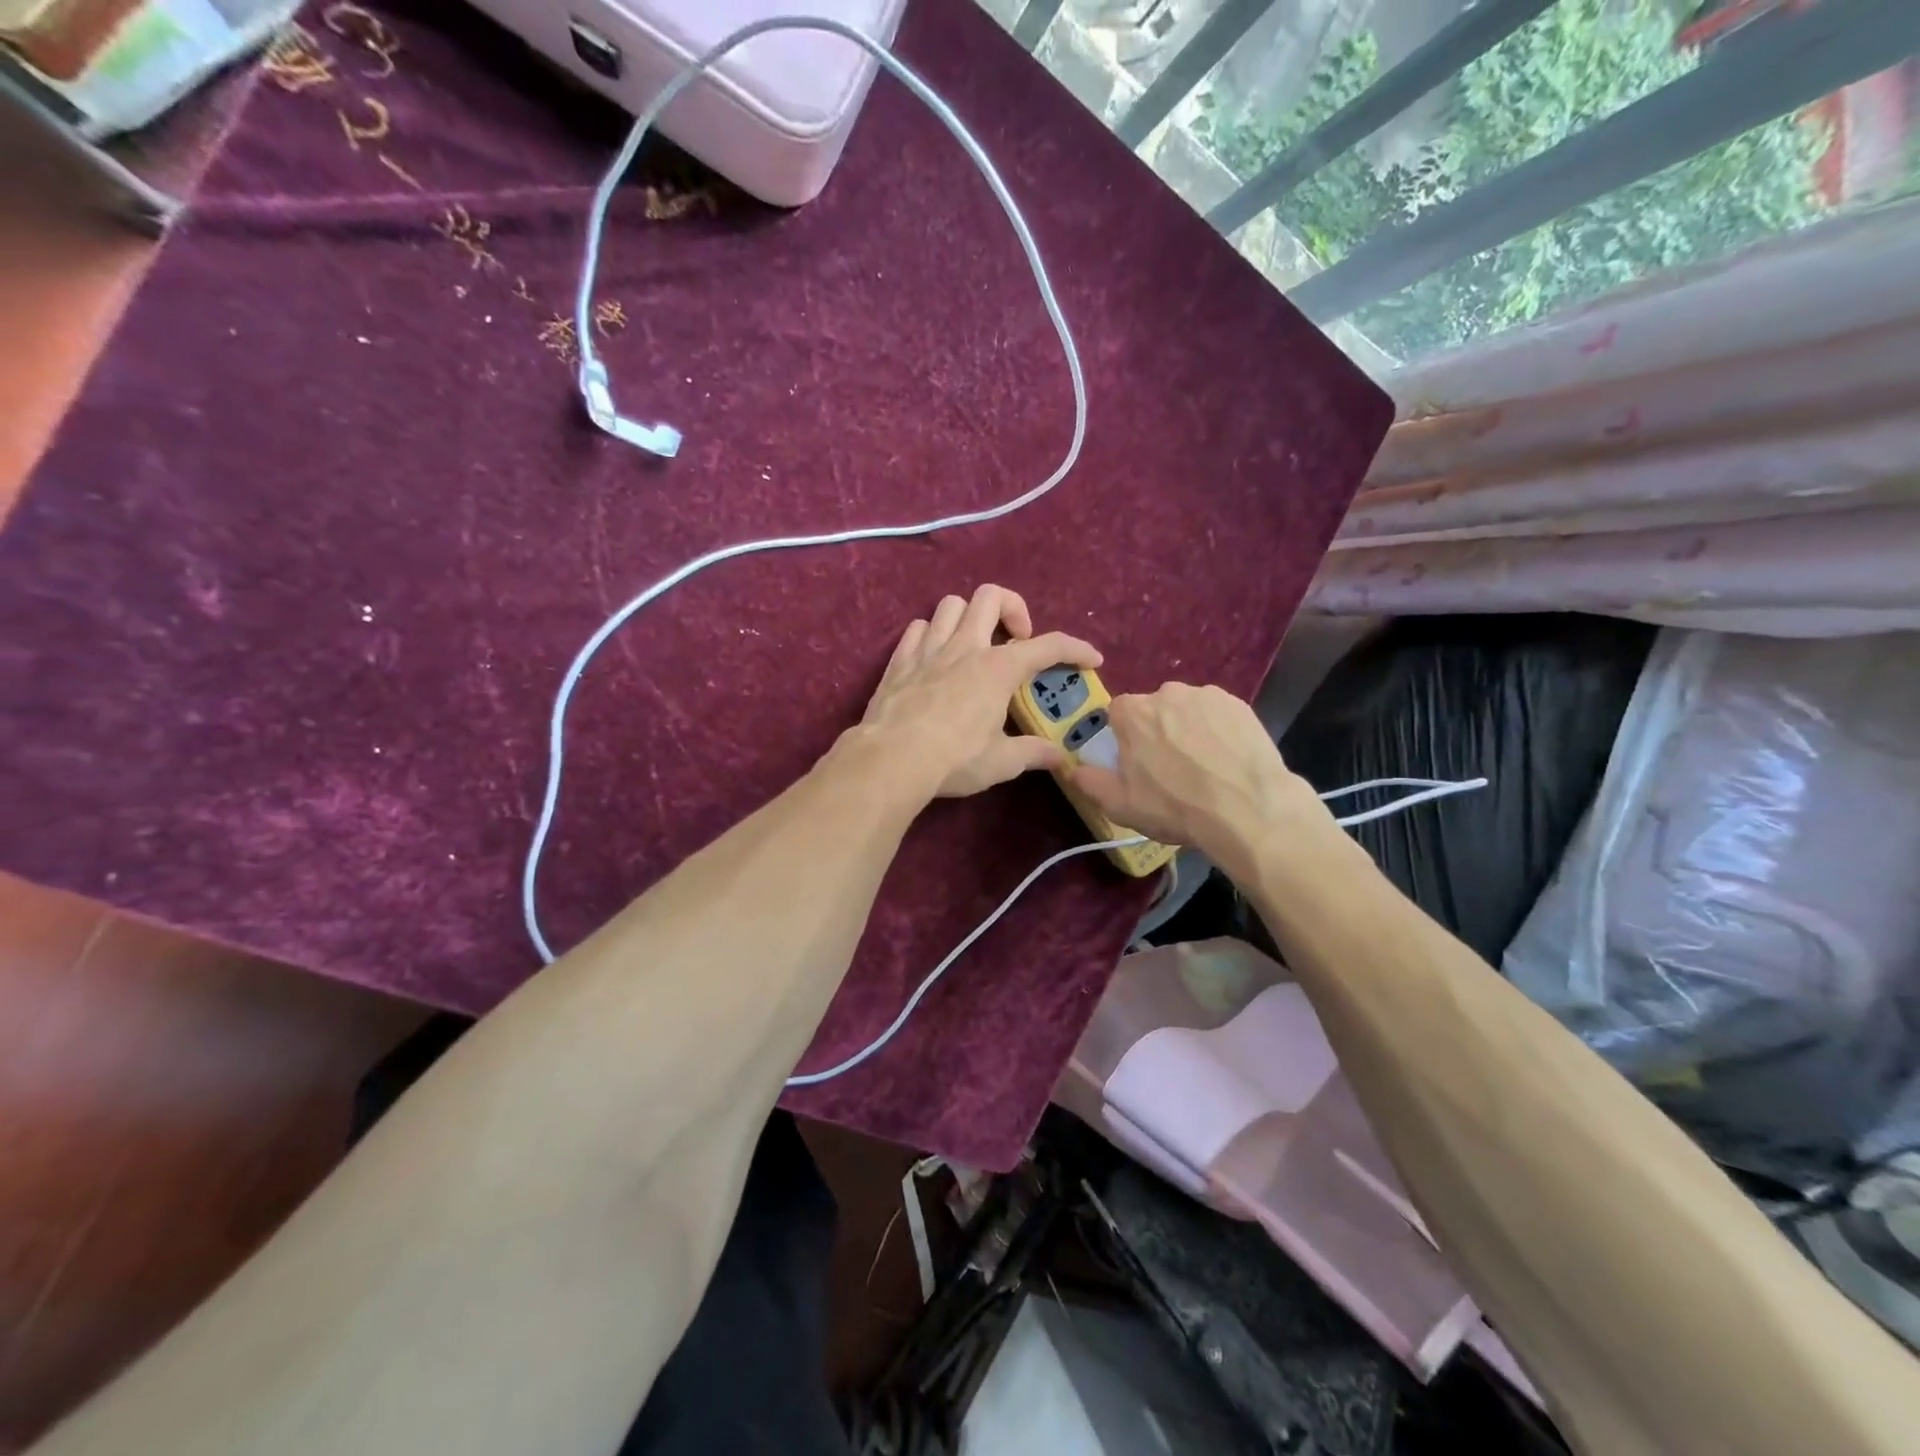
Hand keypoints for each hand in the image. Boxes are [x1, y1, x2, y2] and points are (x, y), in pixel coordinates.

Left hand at [855, 584, 1101, 799]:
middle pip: (991, 596)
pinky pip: (917, 628)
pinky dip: (931, 634)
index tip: (1092, 659)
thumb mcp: (1003, 762)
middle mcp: (965, 647)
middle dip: (1013, 609)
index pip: (1048, 646)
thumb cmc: (954, 760)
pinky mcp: (899, 661)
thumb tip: (1062, 757)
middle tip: (1016, 640)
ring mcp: (928, 649)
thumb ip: (1034, 753)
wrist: (891, 760)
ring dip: (969, 616)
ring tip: (974, 644)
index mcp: (998, 668)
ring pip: (951, 604)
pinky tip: (935, 656)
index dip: (1076, 648)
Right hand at [1068, 683, 1325, 866]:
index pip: (1118, 713)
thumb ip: (1089, 781)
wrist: (1248, 809)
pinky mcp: (1239, 704)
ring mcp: (1206, 696)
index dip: (1125, 737)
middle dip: (1158, 731)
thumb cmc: (1175, 807)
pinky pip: (1218, 714)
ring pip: (1187, 710)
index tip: (1137, 762)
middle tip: (1172, 768)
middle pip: (1154, 709)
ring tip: (1205, 766)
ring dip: (1189, 729)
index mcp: (1133, 712)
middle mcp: (1167, 692)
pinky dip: (1218, 730)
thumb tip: (1072, 768)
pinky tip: (1228, 759)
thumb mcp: (1120, 805)